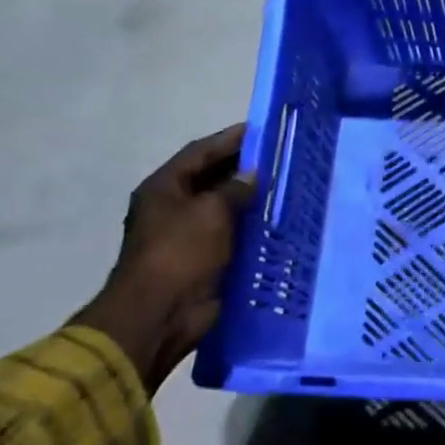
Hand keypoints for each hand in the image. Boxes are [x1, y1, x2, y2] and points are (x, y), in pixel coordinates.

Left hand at [73, 125, 255, 392]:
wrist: (160, 314)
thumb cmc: (180, 253)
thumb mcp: (210, 212)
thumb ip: (234, 188)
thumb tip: (251, 174)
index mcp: (164, 188)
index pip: (200, 152)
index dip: (230, 139)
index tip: (262, 130)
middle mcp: (173, 206)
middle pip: (211, 177)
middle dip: (243, 167)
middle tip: (280, 157)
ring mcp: (188, 234)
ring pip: (224, 206)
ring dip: (249, 198)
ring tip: (284, 185)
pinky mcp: (204, 258)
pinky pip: (231, 233)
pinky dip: (250, 226)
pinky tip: (277, 220)